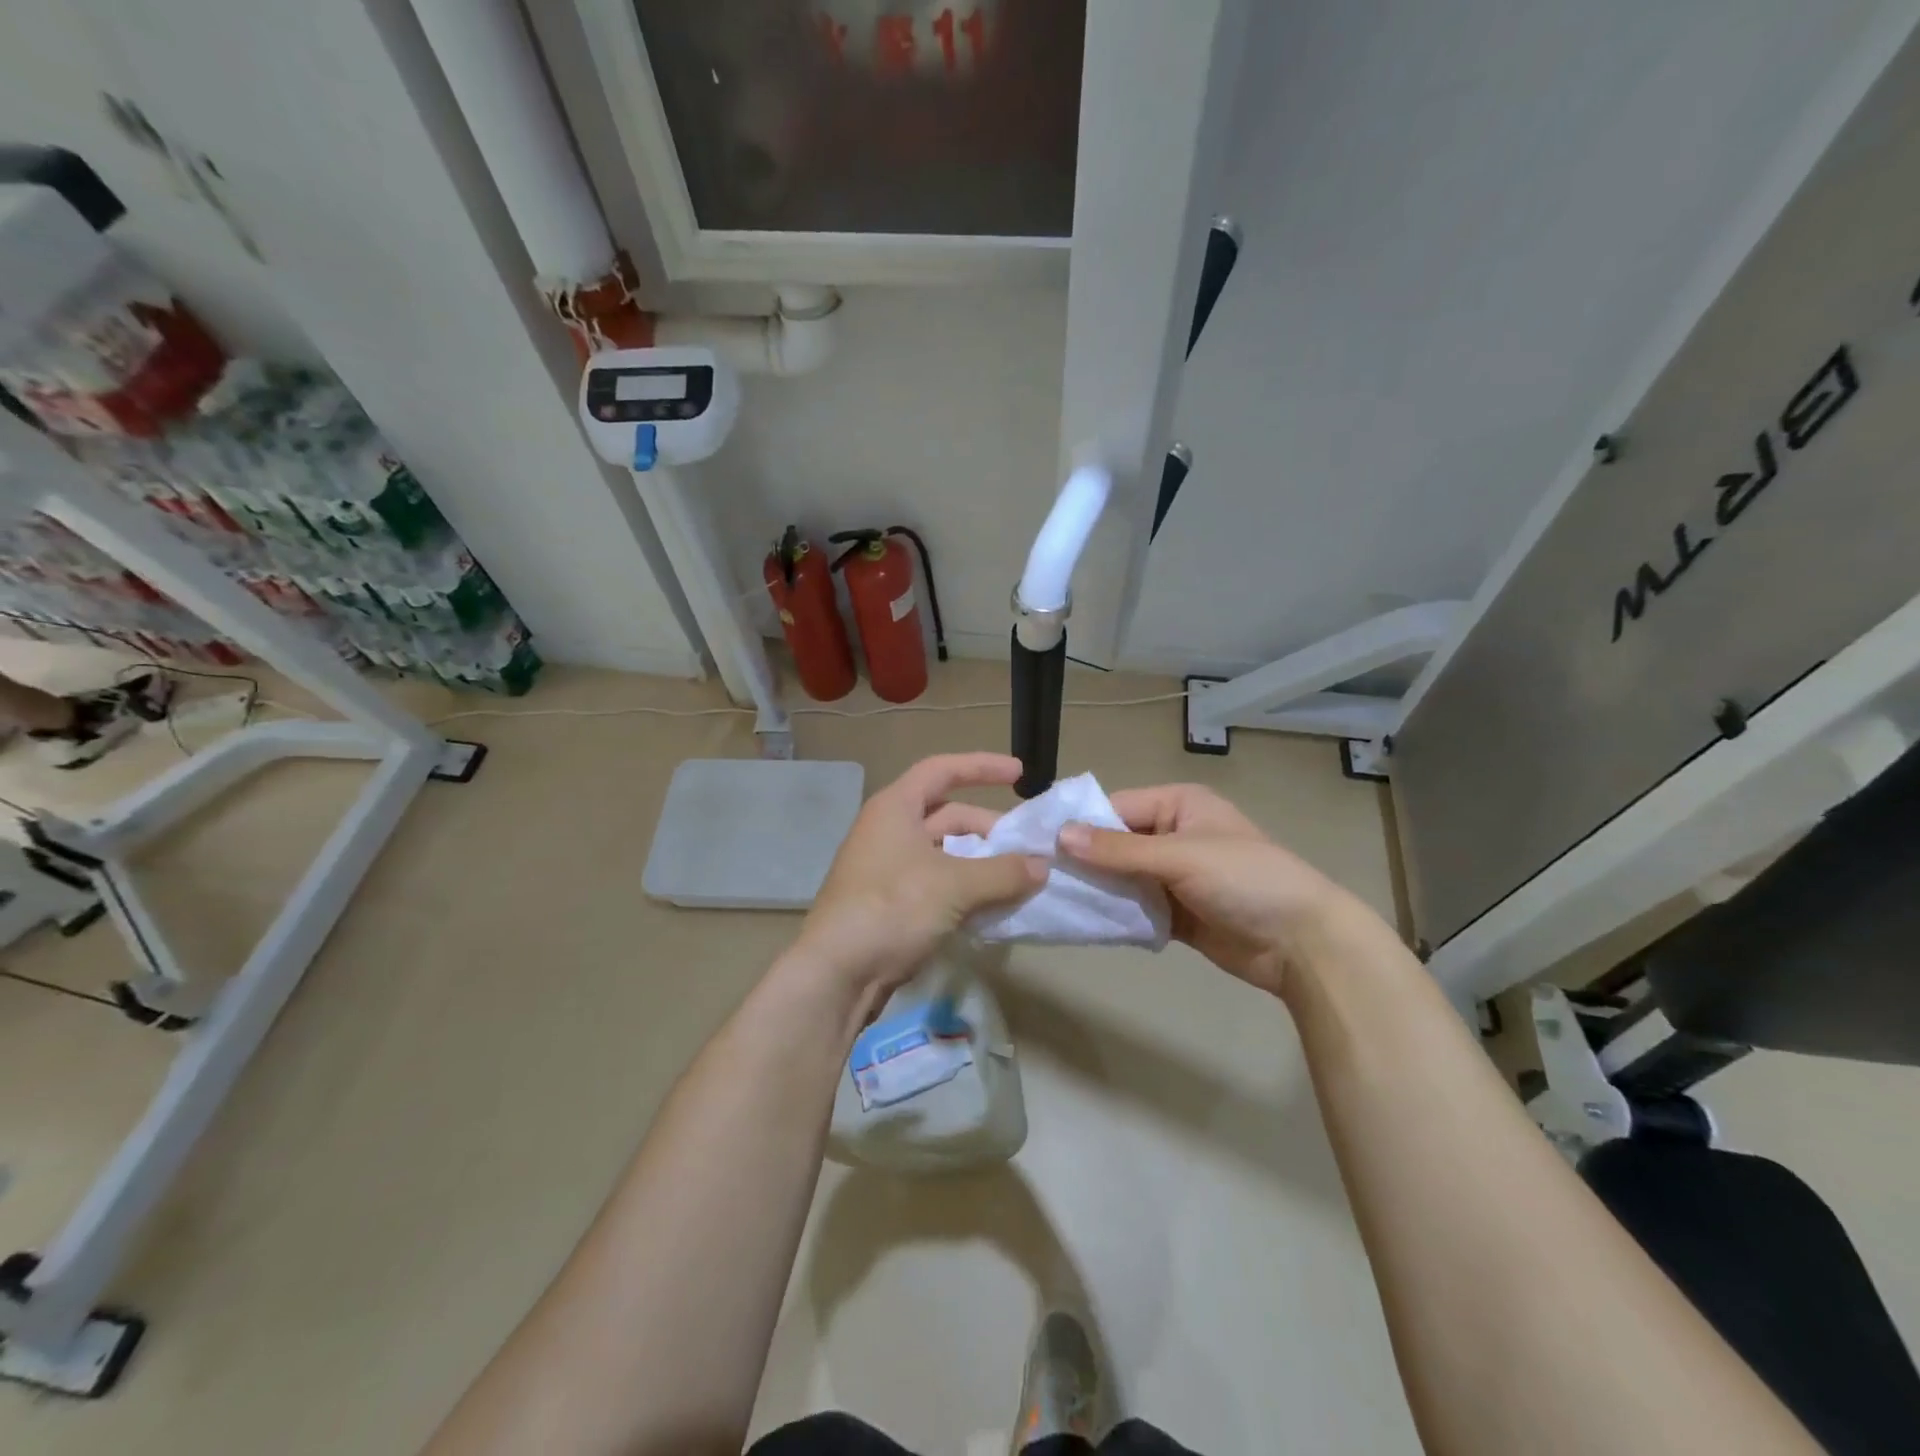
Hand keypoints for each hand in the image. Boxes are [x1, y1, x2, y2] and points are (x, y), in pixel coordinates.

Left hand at [790, 753, 1046, 1003]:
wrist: (837, 973)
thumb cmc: (892, 908)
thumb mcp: (954, 885)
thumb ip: (1003, 872)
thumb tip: (1042, 866)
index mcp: (896, 808)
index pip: (942, 770)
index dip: (982, 767)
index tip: (1020, 775)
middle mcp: (890, 831)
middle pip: (948, 815)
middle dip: (989, 829)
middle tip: (1027, 848)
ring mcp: (888, 869)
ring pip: (945, 854)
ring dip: (981, 864)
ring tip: (1018, 880)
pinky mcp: (891, 903)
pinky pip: (938, 884)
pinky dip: (966, 890)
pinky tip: (993, 908)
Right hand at [1057, 783, 1364, 997]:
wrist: (1303, 944)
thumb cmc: (1245, 880)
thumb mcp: (1180, 857)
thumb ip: (1119, 850)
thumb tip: (1060, 836)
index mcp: (1179, 805)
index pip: (1116, 808)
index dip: (1079, 825)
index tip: (1036, 844)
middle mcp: (1173, 835)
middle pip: (1115, 844)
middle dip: (1083, 861)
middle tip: (1037, 877)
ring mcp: (1175, 876)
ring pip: (1122, 878)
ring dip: (1097, 889)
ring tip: (1051, 900)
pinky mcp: (1177, 912)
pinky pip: (1136, 907)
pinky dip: (1115, 914)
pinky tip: (1083, 922)